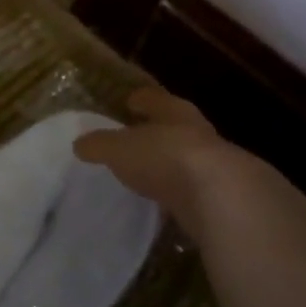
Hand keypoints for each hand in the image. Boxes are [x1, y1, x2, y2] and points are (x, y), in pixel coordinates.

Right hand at [74, 88, 284, 238]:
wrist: (223, 200)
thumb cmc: (166, 159)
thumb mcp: (120, 150)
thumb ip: (101, 145)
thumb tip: (79, 143)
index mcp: (176, 115)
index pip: (158, 101)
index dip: (145, 100)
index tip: (132, 100)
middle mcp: (200, 136)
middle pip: (179, 129)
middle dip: (163, 132)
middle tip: (143, 137)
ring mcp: (218, 170)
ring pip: (192, 162)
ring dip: (175, 167)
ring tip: (154, 175)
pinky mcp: (226, 202)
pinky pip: (198, 194)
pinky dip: (184, 197)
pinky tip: (172, 206)